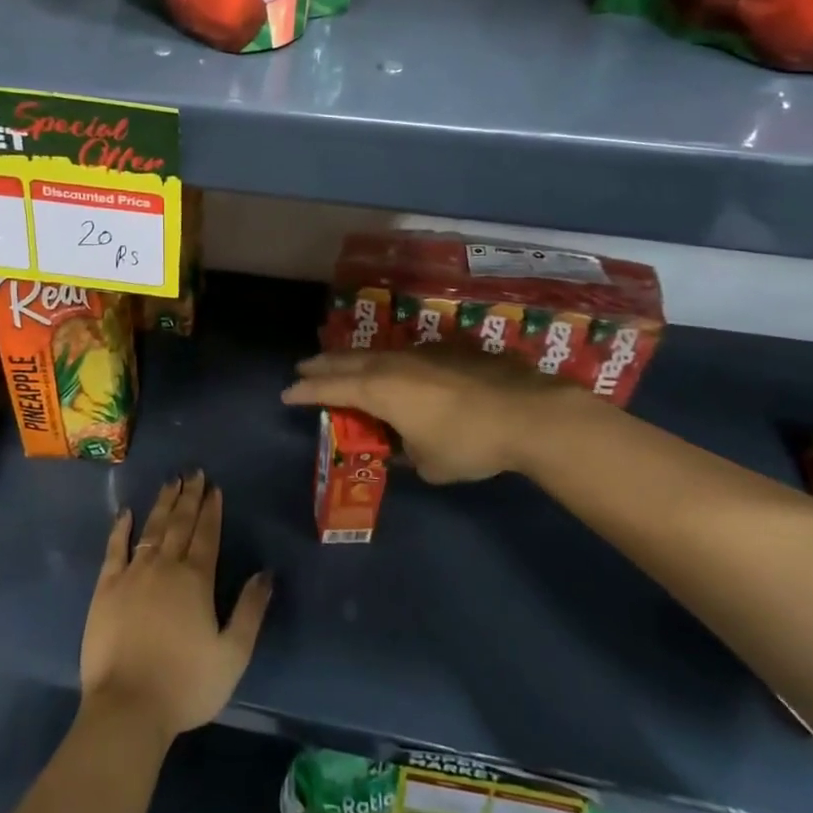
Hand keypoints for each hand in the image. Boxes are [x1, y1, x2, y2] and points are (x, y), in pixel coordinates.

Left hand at [80, 473, 271, 742]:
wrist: (128, 707)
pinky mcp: (106, 587)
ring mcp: (133, 574)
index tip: (214, 488)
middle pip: (180, 524)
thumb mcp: (232, 654)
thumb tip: (266, 573)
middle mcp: (165, 567)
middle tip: (194, 473)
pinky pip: (114, 548)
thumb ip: (250, 610)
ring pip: (151, 529)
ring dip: (163, 504)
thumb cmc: (186, 685)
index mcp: (196, 580)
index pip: (207, 535)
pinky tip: (126, 512)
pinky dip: (121, 528)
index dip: (211, 510)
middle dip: (189, 497)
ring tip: (171, 482)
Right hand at [282, 350, 600, 482]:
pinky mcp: (447, 350)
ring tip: (343, 366)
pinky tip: (398, 371)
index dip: (305, 391)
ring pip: (375, 353)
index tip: (286, 393)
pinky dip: (388, 362)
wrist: (526, 411)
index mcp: (378, 389)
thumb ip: (405, 452)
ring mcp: (420, 352)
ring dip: (353, 360)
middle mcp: (392, 364)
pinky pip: (405, 355)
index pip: (330, 387)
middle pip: (346, 361)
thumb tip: (403, 445)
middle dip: (321, 366)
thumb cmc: (468, 442)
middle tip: (303, 368)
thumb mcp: (428, 463)